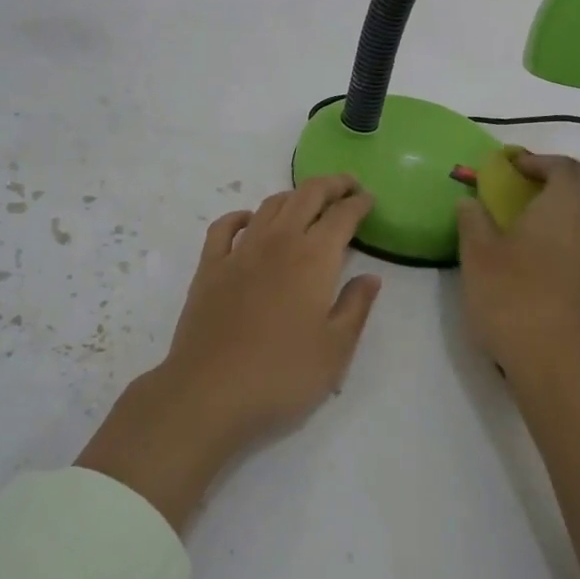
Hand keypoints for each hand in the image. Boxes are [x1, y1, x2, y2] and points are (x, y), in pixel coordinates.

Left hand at [77, 175, 381, 529]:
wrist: (210, 393)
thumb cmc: (282, 375)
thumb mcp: (336, 350)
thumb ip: (356, 307)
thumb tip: (370, 277)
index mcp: (314, 258)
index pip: (342, 216)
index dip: (359, 203)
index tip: (369, 199)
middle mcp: (278, 242)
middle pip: (306, 196)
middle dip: (331, 185)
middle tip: (347, 186)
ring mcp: (239, 251)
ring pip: (269, 206)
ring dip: (293, 196)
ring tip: (308, 202)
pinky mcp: (209, 267)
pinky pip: (224, 227)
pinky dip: (241, 216)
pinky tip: (249, 220)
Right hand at [455, 152, 579, 393]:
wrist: (553, 365)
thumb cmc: (510, 300)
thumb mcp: (476, 256)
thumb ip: (473, 221)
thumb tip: (470, 201)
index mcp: (562, 210)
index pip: (566, 168)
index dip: (541, 161)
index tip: (516, 168)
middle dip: (569, 185)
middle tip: (537, 195)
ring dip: (579, 217)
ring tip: (544, 233)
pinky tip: (551, 269)